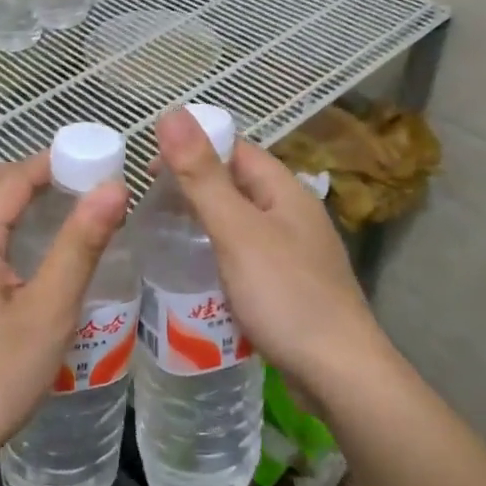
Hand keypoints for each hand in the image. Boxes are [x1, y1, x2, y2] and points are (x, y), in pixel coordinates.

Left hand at [0, 157, 129, 476]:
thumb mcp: (50, 312)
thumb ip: (80, 245)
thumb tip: (113, 189)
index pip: (11, 178)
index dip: (54, 163)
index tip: (96, 163)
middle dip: (30, 175)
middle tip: (79, 187)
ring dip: (12, 200)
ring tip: (59, 214)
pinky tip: (23, 257)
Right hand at [156, 107, 383, 396]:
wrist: (338, 372)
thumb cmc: (286, 295)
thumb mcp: (237, 231)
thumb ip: (202, 176)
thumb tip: (172, 112)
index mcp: (285, 190)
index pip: (235, 150)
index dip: (193, 149)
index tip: (148, 169)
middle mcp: (293, 214)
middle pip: (238, 185)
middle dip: (195, 187)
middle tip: (147, 206)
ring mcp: (295, 252)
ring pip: (241, 223)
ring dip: (204, 222)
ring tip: (162, 236)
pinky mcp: (290, 285)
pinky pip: (247, 255)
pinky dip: (219, 254)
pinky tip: (196, 273)